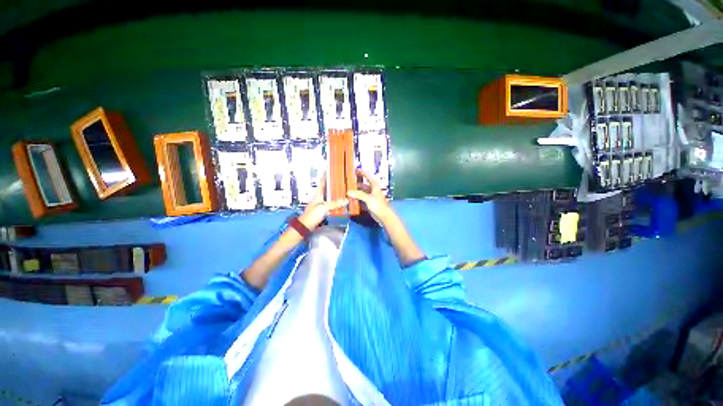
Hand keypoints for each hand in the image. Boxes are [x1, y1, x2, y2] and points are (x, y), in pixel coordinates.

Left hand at [298, 175, 347, 230]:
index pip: (322, 183)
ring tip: (343, 191)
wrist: (305, 227)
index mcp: (318, 195)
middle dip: (333, 185)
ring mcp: (320, 205)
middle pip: (326, 190)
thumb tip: (346, 200)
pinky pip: (330, 205)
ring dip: (335, 195)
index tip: (328, 169)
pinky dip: (335, 203)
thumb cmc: (312, 215)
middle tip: (341, 181)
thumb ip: (334, 204)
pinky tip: (340, 204)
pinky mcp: (322, 212)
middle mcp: (319, 199)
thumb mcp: (323, 208)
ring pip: (329, 198)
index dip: (325, 176)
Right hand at [347, 169, 392, 224]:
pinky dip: (357, 198)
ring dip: (356, 192)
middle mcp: (372, 190)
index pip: (368, 176)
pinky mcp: (369, 203)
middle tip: (347, 182)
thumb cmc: (378, 205)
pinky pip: (361, 199)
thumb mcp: (368, 198)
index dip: (362, 172)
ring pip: (362, 192)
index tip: (354, 170)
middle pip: (363, 184)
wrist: (384, 216)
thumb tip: (348, 192)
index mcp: (374, 185)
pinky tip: (351, 199)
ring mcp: (371, 197)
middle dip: (356, 183)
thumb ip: (359, 194)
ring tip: (347, 190)